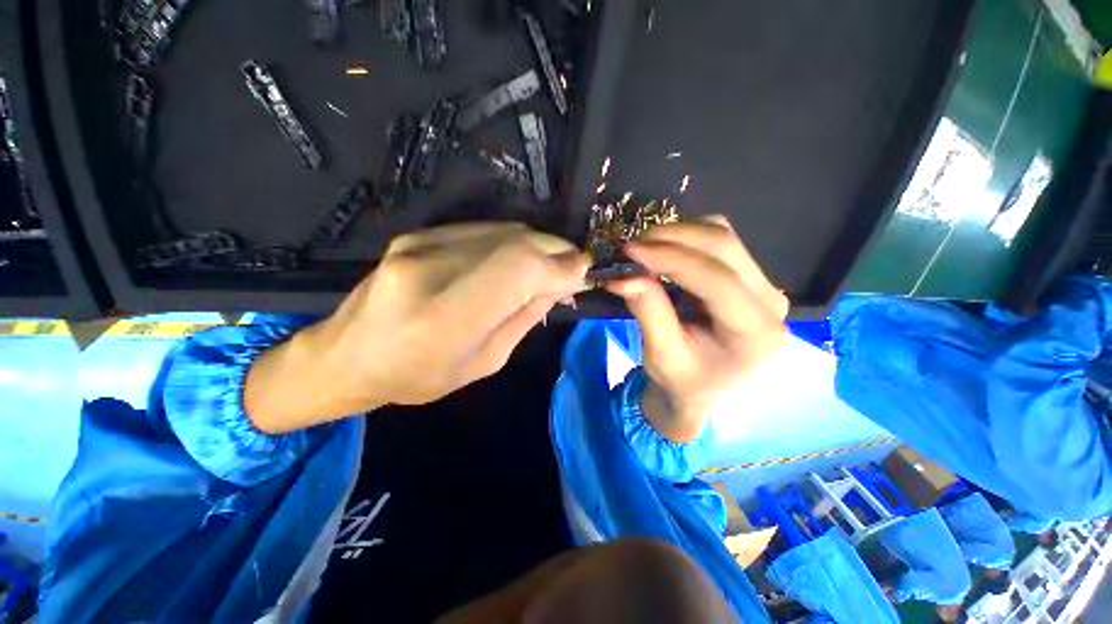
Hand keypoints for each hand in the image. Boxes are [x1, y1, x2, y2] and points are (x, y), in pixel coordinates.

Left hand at [246, 223, 587, 432]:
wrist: (348, 355)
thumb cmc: (418, 376)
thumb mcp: (484, 361)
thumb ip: (524, 317)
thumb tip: (561, 283)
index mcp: (445, 318)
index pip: (519, 270)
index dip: (560, 266)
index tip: (585, 273)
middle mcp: (429, 269)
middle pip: (516, 242)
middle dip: (556, 251)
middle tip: (575, 268)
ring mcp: (419, 244)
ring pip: (504, 230)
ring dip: (539, 245)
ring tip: (553, 265)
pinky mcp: (418, 234)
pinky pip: (484, 230)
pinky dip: (514, 241)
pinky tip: (521, 260)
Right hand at [606, 216, 788, 442]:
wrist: (705, 390)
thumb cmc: (685, 383)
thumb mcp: (662, 356)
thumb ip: (648, 313)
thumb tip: (623, 276)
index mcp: (757, 332)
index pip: (717, 280)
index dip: (671, 259)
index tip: (630, 251)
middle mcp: (770, 301)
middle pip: (724, 246)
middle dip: (672, 238)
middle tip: (631, 246)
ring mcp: (763, 284)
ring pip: (722, 236)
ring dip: (678, 234)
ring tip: (643, 249)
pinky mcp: (748, 277)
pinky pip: (718, 242)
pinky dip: (685, 239)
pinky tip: (662, 252)